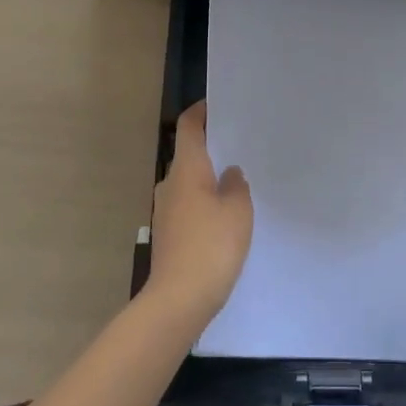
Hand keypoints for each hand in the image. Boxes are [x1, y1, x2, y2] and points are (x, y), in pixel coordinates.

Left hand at [147, 102, 252, 323]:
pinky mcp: (168, 234)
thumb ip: (236, 185)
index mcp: (186, 169)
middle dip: (211, 148)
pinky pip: (188, 205)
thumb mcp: (238, 210)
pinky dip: (204, 202)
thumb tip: (229, 173)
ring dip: (209, 178)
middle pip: (188, 155)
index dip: (201, 112)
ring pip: (189, 182)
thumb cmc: (211, 246)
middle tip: (240, 144)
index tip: (218, 105)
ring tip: (238, 181)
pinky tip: (225, 215)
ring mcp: (165, 211)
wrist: (178, 300)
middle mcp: (170, 184)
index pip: (189, 127)